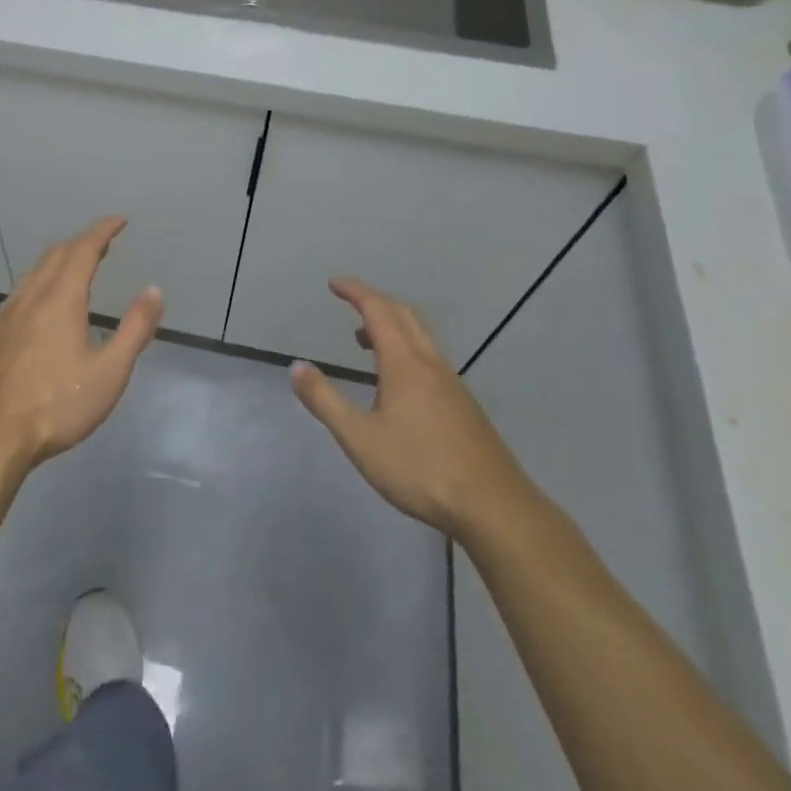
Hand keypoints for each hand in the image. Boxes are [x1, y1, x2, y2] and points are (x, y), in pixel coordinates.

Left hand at [0, 217, 162, 478]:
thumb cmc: (58, 404)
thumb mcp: (109, 372)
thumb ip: (134, 329)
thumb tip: (154, 291)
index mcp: (60, 298)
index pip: (83, 249)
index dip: (102, 230)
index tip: (120, 220)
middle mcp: (32, 295)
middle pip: (57, 254)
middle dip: (83, 241)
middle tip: (105, 242)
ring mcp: (9, 312)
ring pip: (36, 269)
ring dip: (61, 258)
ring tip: (79, 264)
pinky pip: (23, 287)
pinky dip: (43, 277)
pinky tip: (46, 300)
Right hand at [290, 278, 540, 545]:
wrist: (494, 507)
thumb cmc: (420, 468)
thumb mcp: (359, 438)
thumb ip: (325, 400)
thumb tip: (297, 367)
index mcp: (404, 362)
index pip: (378, 310)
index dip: (355, 292)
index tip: (334, 283)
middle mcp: (430, 362)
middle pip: (404, 314)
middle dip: (375, 301)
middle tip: (349, 302)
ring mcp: (452, 383)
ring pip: (421, 335)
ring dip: (392, 324)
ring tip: (365, 340)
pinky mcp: (464, 404)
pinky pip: (430, 357)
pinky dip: (407, 347)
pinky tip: (398, 382)